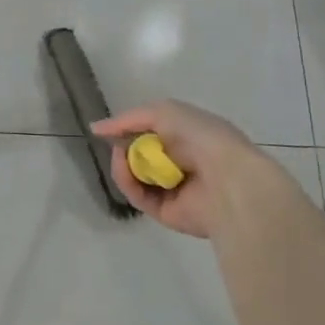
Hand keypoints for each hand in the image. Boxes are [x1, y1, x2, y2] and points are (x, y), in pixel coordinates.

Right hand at [91, 99, 301, 238]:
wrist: (228, 179)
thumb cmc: (201, 137)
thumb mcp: (164, 112)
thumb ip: (129, 119)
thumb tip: (97, 129)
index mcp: (191, 138)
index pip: (154, 133)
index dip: (130, 130)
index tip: (107, 129)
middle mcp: (183, 164)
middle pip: (141, 156)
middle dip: (124, 147)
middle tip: (114, 143)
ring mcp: (174, 190)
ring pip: (135, 177)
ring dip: (122, 164)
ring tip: (120, 156)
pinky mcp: (166, 212)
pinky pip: (138, 196)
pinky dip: (127, 181)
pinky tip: (124, 168)